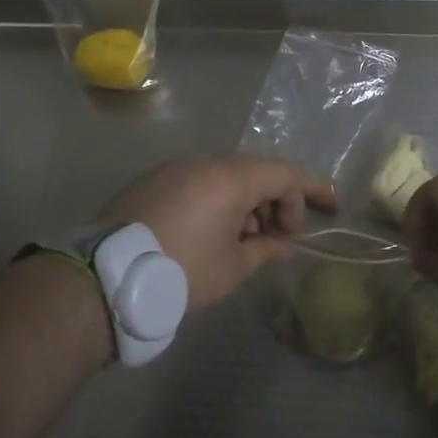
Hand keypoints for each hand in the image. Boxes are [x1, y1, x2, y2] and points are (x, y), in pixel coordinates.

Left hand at [98, 155, 336, 310]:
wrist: (107, 276)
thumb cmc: (182, 270)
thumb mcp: (233, 267)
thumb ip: (265, 249)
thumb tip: (284, 244)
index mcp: (231, 177)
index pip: (285, 174)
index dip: (311, 192)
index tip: (330, 211)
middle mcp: (204, 162)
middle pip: (256, 172)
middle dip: (277, 201)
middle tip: (283, 237)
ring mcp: (175, 168)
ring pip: (226, 176)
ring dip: (247, 202)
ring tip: (248, 240)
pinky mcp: (153, 181)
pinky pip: (199, 182)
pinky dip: (218, 201)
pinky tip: (215, 232)